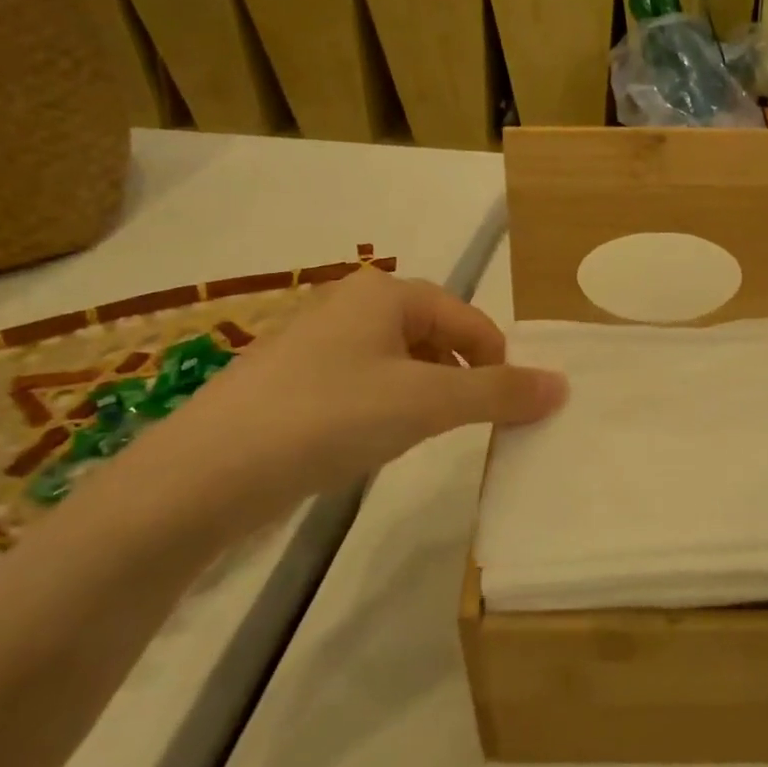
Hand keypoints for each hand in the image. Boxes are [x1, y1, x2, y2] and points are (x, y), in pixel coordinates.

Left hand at [114, 268, 565, 538]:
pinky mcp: (293, 382)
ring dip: (424, 395)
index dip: (498, 363)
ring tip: (418, 435)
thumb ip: (498, 392)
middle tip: (463, 424)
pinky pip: (363, 384)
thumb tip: (562, 385)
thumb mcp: (425, 403)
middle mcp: (351, 305)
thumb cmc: (328, 417)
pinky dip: (384, 408)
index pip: (469, 319)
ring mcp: (317, 343)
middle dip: (460, 378)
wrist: (205, 473)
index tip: (509, 412)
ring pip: (399, 363)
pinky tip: (369, 443)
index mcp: (386, 293)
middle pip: (435, 335)